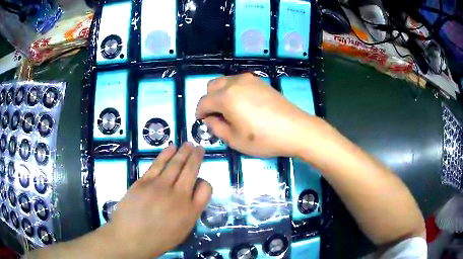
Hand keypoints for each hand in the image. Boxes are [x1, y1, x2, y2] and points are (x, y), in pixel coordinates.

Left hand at [104, 143, 211, 257]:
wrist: (130, 239)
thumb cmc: (157, 240)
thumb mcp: (181, 232)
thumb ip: (189, 213)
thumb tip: (189, 197)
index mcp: (191, 211)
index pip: (205, 189)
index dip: (204, 182)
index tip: (199, 181)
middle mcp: (179, 196)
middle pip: (191, 171)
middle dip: (196, 157)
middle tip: (199, 147)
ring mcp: (160, 186)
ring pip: (175, 164)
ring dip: (183, 152)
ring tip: (188, 144)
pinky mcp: (144, 181)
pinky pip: (158, 164)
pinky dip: (165, 154)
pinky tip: (171, 147)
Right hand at [196, 73, 317, 156]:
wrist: (295, 129)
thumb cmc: (264, 138)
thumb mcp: (235, 140)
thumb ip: (216, 127)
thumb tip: (209, 119)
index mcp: (226, 97)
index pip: (204, 102)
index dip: (200, 113)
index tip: (202, 122)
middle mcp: (235, 83)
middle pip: (212, 86)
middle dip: (209, 100)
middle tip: (217, 116)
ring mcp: (249, 80)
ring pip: (225, 82)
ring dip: (221, 94)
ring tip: (230, 110)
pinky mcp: (260, 82)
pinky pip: (239, 82)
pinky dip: (234, 91)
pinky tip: (244, 105)